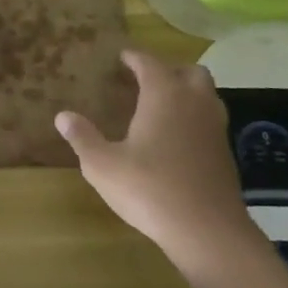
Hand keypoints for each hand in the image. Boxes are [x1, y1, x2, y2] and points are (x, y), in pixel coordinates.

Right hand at [55, 50, 257, 269]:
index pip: (149, 63)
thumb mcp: (103, 165)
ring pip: (206, 95)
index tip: (121, 57)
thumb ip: (83, 137)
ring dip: (186, 93)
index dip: (133, 57)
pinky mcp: (225, 153)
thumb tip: (62, 116)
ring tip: (161, 107)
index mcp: (164, 95)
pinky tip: (176, 140)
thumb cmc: (150, 189)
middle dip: (169, 70)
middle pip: (189, 72)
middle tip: (145, 81)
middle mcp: (194, 103)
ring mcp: (215, 128)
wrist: (207, 231)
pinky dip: (194, 119)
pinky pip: (210, 121)